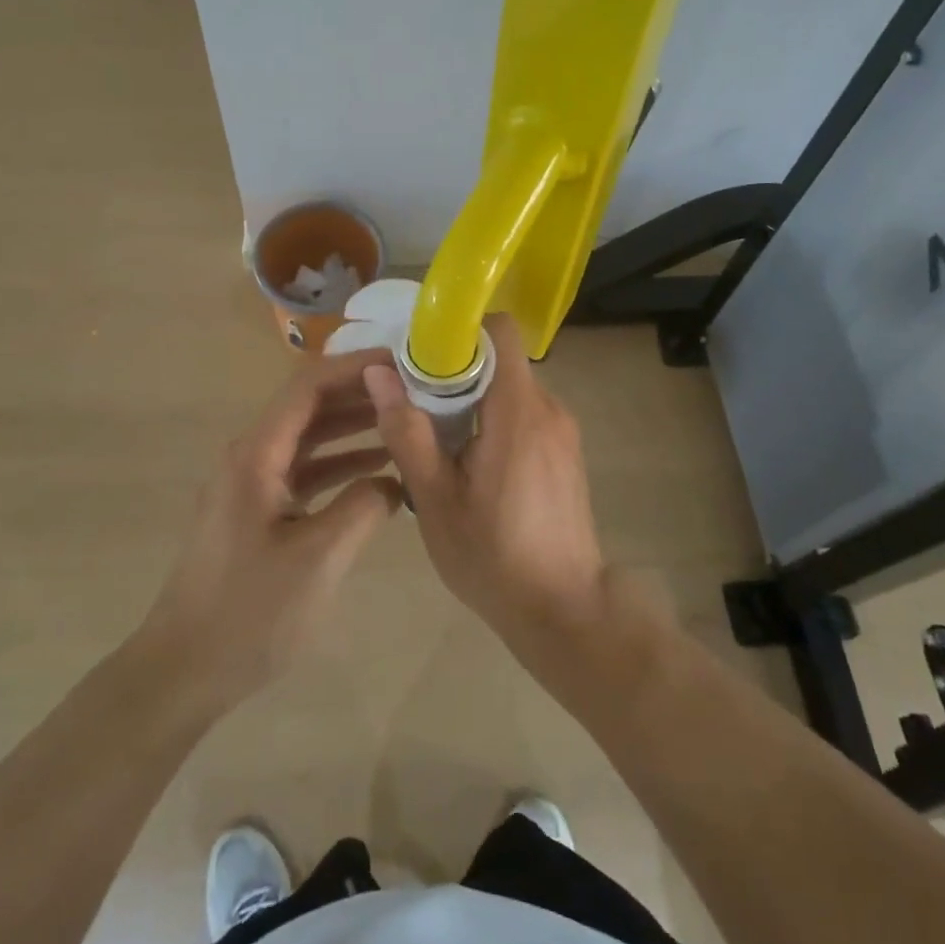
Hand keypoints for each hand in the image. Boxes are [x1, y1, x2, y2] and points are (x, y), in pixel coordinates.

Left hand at [136, 348, 400, 710]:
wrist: (184, 670)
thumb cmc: (250, 612)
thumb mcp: (320, 557)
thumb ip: (363, 506)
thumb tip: (394, 480)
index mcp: (257, 453)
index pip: (309, 386)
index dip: (355, 367)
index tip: (402, 364)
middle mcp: (251, 455)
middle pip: (310, 406)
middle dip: (360, 395)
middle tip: (415, 393)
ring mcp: (252, 483)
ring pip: (310, 439)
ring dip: (354, 430)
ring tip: (406, 424)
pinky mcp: (257, 510)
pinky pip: (304, 472)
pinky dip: (340, 467)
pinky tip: (380, 474)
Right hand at [364, 317, 607, 651]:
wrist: (566, 613)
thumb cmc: (494, 557)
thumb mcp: (435, 499)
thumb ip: (408, 431)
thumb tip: (379, 372)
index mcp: (518, 410)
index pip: (500, 331)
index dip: (459, 331)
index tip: (421, 356)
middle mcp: (548, 408)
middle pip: (499, 359)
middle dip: (456, 370)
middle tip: (415, 402)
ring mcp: (562, 430)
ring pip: (510, 387)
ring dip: (473, 398)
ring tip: (438, 437)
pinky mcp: (565, 452)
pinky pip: (524, 413)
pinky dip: (493, 419)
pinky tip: (470, 461)